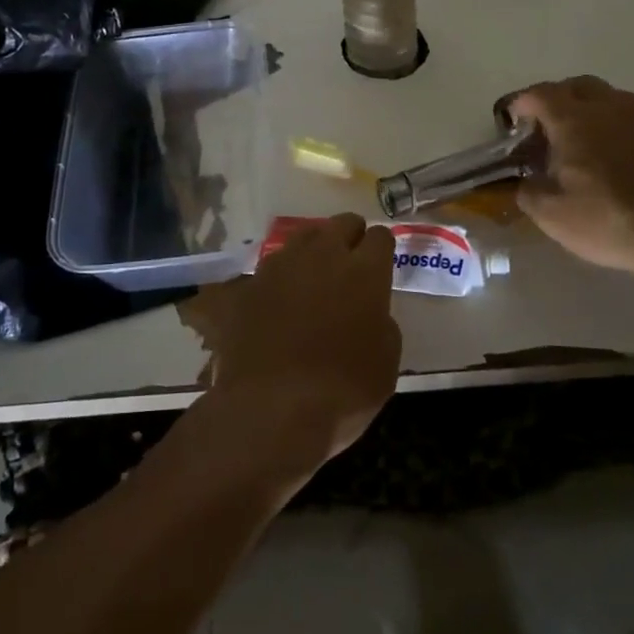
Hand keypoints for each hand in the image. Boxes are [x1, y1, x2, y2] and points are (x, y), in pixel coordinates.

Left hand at [199, 214, 400, 470]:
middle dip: (349, 236)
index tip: (380, 263)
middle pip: (341, 224)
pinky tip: (272, 302)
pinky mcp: (247, 285)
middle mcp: (322, 255)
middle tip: (351, 262)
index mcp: (364, 271)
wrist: (271, 409)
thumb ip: (381, 323)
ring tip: (311, 277)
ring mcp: (279, 266)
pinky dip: (274, 281)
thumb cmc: (343, 391)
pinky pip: (266, 270)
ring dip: (312, 251)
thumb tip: (369, 312)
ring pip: (301, 238)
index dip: (381, 249)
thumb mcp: (386, 362)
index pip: (379, 237)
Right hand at [507, 77, 633, 284]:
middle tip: (549, 127)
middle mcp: (610, 107)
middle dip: (559, 99)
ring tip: (592, 137)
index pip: (539, 94)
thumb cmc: (608, 222)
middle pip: (578, 85)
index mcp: (573, 120)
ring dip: (598, 110)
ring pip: (616, 97)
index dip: (521, 104)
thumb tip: (526, 181)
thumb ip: (529, 191)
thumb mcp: (551, 216)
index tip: (513, 122)